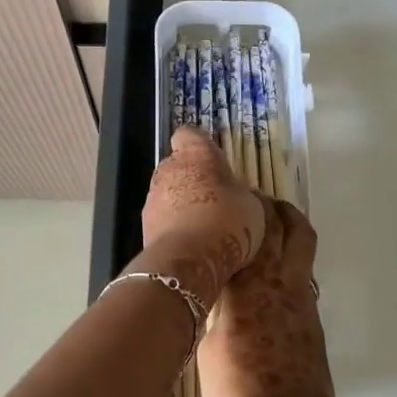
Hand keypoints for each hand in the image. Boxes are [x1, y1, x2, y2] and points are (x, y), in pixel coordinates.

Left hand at [137, 127, 266, 307]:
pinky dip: (174, 226)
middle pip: (178, 165)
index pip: (190, 134)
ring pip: (168, 192)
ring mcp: (152, 197)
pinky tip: (193, 244)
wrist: (189, 261)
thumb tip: (236, 196)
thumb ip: (239, 193)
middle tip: (216, 197)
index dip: (200, 145)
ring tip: (205, 226)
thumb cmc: (227, 222)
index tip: (214, 159)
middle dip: (193, 177)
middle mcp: (168, 168)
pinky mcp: (144, 225)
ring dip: (182, 203)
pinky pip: (163, 219)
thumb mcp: (251, 205)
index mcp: (196, 154)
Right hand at [200, 199, 335, 396]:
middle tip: (257, 203)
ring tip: (264, 235)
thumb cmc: (237, 388)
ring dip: (288, 232)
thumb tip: (214, 298)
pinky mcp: (312, 321)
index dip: (247, 205)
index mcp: (252, 282)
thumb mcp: (205, 346)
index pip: (253, 228)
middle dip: (277, 208)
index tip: (235, 193)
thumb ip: (213, 311)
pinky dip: (288, 266)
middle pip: (292, 226)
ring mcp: (302, 300)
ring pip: (303, 249)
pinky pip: (301, 277)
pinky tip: (268, 282)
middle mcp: (282, 281)